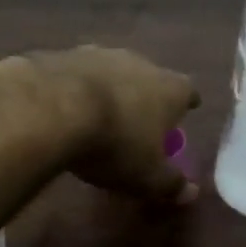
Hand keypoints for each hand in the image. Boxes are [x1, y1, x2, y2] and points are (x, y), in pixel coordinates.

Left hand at [0, 46, 200, 203]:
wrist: (53, 108)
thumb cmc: (115, 144)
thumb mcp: (147, 176)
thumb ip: (171, 184)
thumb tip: (191, 192)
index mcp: (169, 88)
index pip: (188, 92)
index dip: (186, 104)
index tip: (184, 113)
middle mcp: (140, 62)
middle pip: (150, 77)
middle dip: (146, 96)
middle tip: (138, 120)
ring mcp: (101, 53)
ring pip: (113, 71)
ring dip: (109, 89)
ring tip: (98, 114)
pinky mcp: (65, 53)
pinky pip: (78, 72)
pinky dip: (76, 87)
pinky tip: (64, 106)